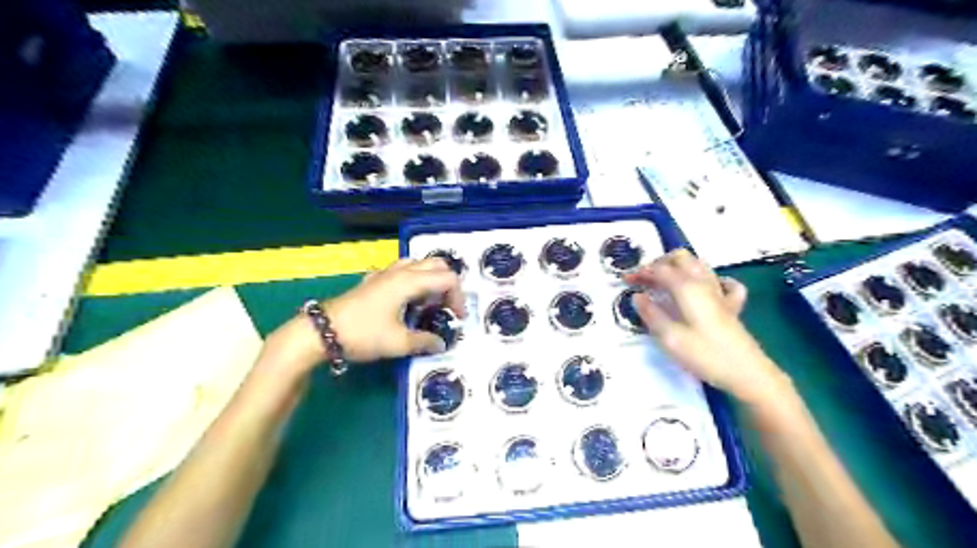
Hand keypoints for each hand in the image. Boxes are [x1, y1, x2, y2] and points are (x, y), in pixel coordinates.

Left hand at [323, 257, 463, 364]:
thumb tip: (441, 344)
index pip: (448, 279)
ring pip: (418, 264)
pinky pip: (401, 271)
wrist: (322, 331)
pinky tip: (406, 299)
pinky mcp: (374, 280)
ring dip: (431, 280)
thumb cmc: (363, 334)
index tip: (457, 318)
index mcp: (410, 282)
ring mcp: (385, 273)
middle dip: (448, 285)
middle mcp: (400, 271)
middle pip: (436, 265)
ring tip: (428, 303)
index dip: (459, 297)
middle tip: (446, 308)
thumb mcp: (398, 343)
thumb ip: (424, 341)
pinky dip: (413, 280)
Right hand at [627, 250, 791, 404]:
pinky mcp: (732, 305)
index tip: (625, 280)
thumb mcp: (669, 337)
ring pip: (699, 265)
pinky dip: (710, 280)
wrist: (748, 373)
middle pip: (681, 258)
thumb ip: (651, 314)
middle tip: (644, 278)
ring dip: (678, 267)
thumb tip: (637, 296)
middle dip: (659, 263)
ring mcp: (721, 292)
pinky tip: (704, 289)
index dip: (640, 271)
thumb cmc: (705, 355)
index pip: (659, 269)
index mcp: (687, 288)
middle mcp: (704, 283)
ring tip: (663, 282)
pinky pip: (723, 282)